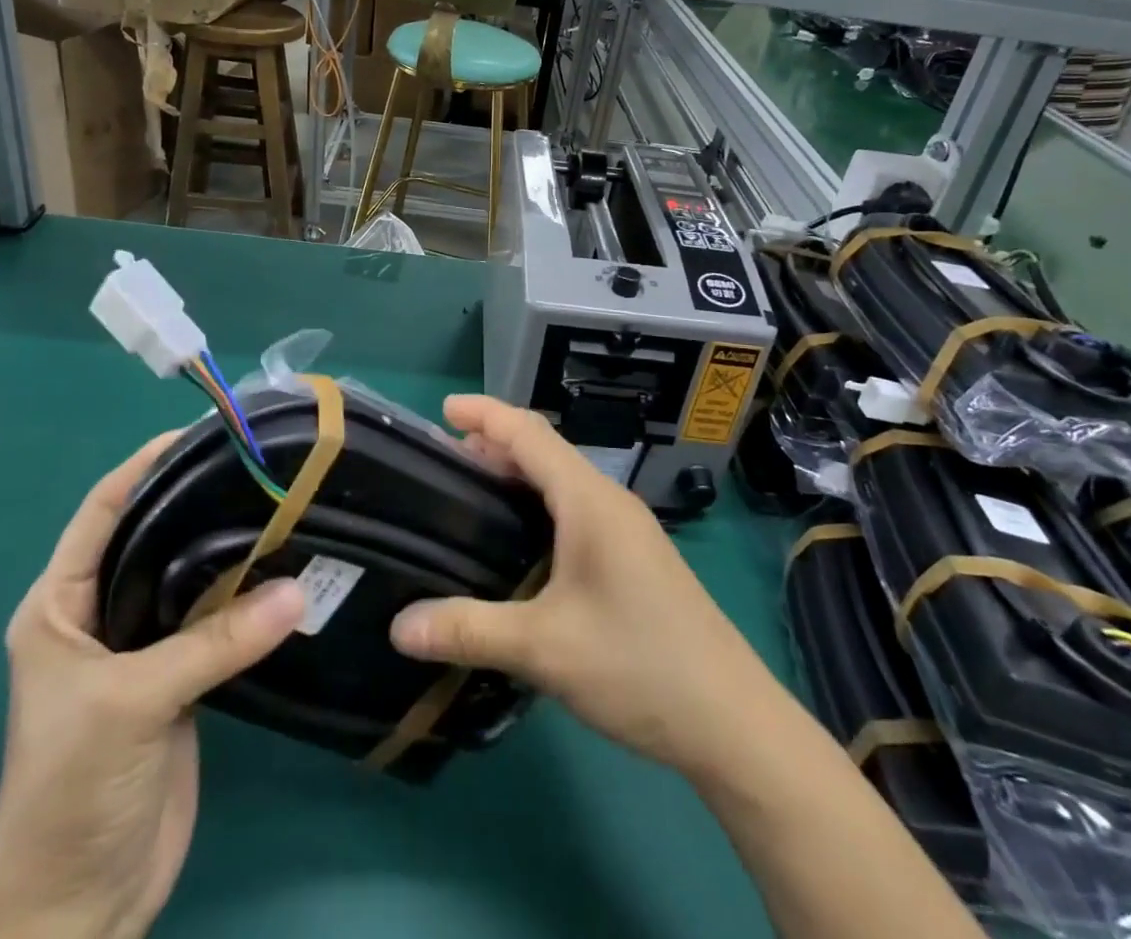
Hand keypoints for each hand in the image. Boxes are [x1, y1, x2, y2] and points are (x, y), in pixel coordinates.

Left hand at [0, 432, 306, 938]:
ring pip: (191, 578)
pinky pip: (216, 621)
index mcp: (59, 606)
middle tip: (260, 465)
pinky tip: (286, 570)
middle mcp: (99, 615)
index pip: (103, 512)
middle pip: (153, 537)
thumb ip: (215, 643)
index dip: (144, 465)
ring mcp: (143, 648)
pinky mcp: (179, 680)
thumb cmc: (69, 794)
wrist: (78, 911)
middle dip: (198, 500)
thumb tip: (299, 588)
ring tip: (285, 506)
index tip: (200, 431)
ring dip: (231, 550)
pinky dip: (247, 596)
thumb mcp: (132, 706)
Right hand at [389, 395, 785, 781]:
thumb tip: (397, 626)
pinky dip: (538, 505)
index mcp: (589, 501)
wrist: (733, 721)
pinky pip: (575, 509)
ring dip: (517, 476)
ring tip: (472, 493)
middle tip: (443, 460)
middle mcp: (609, 501)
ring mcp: (627, 529)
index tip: (442, 409)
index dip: (485, 414)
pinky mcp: (634, 557)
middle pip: (545, 451)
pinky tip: (519, 542)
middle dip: (494, 444)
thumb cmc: (638, 665)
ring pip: (562, 482)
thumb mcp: (545, 649)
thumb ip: (469, 629)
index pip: (530, 434)